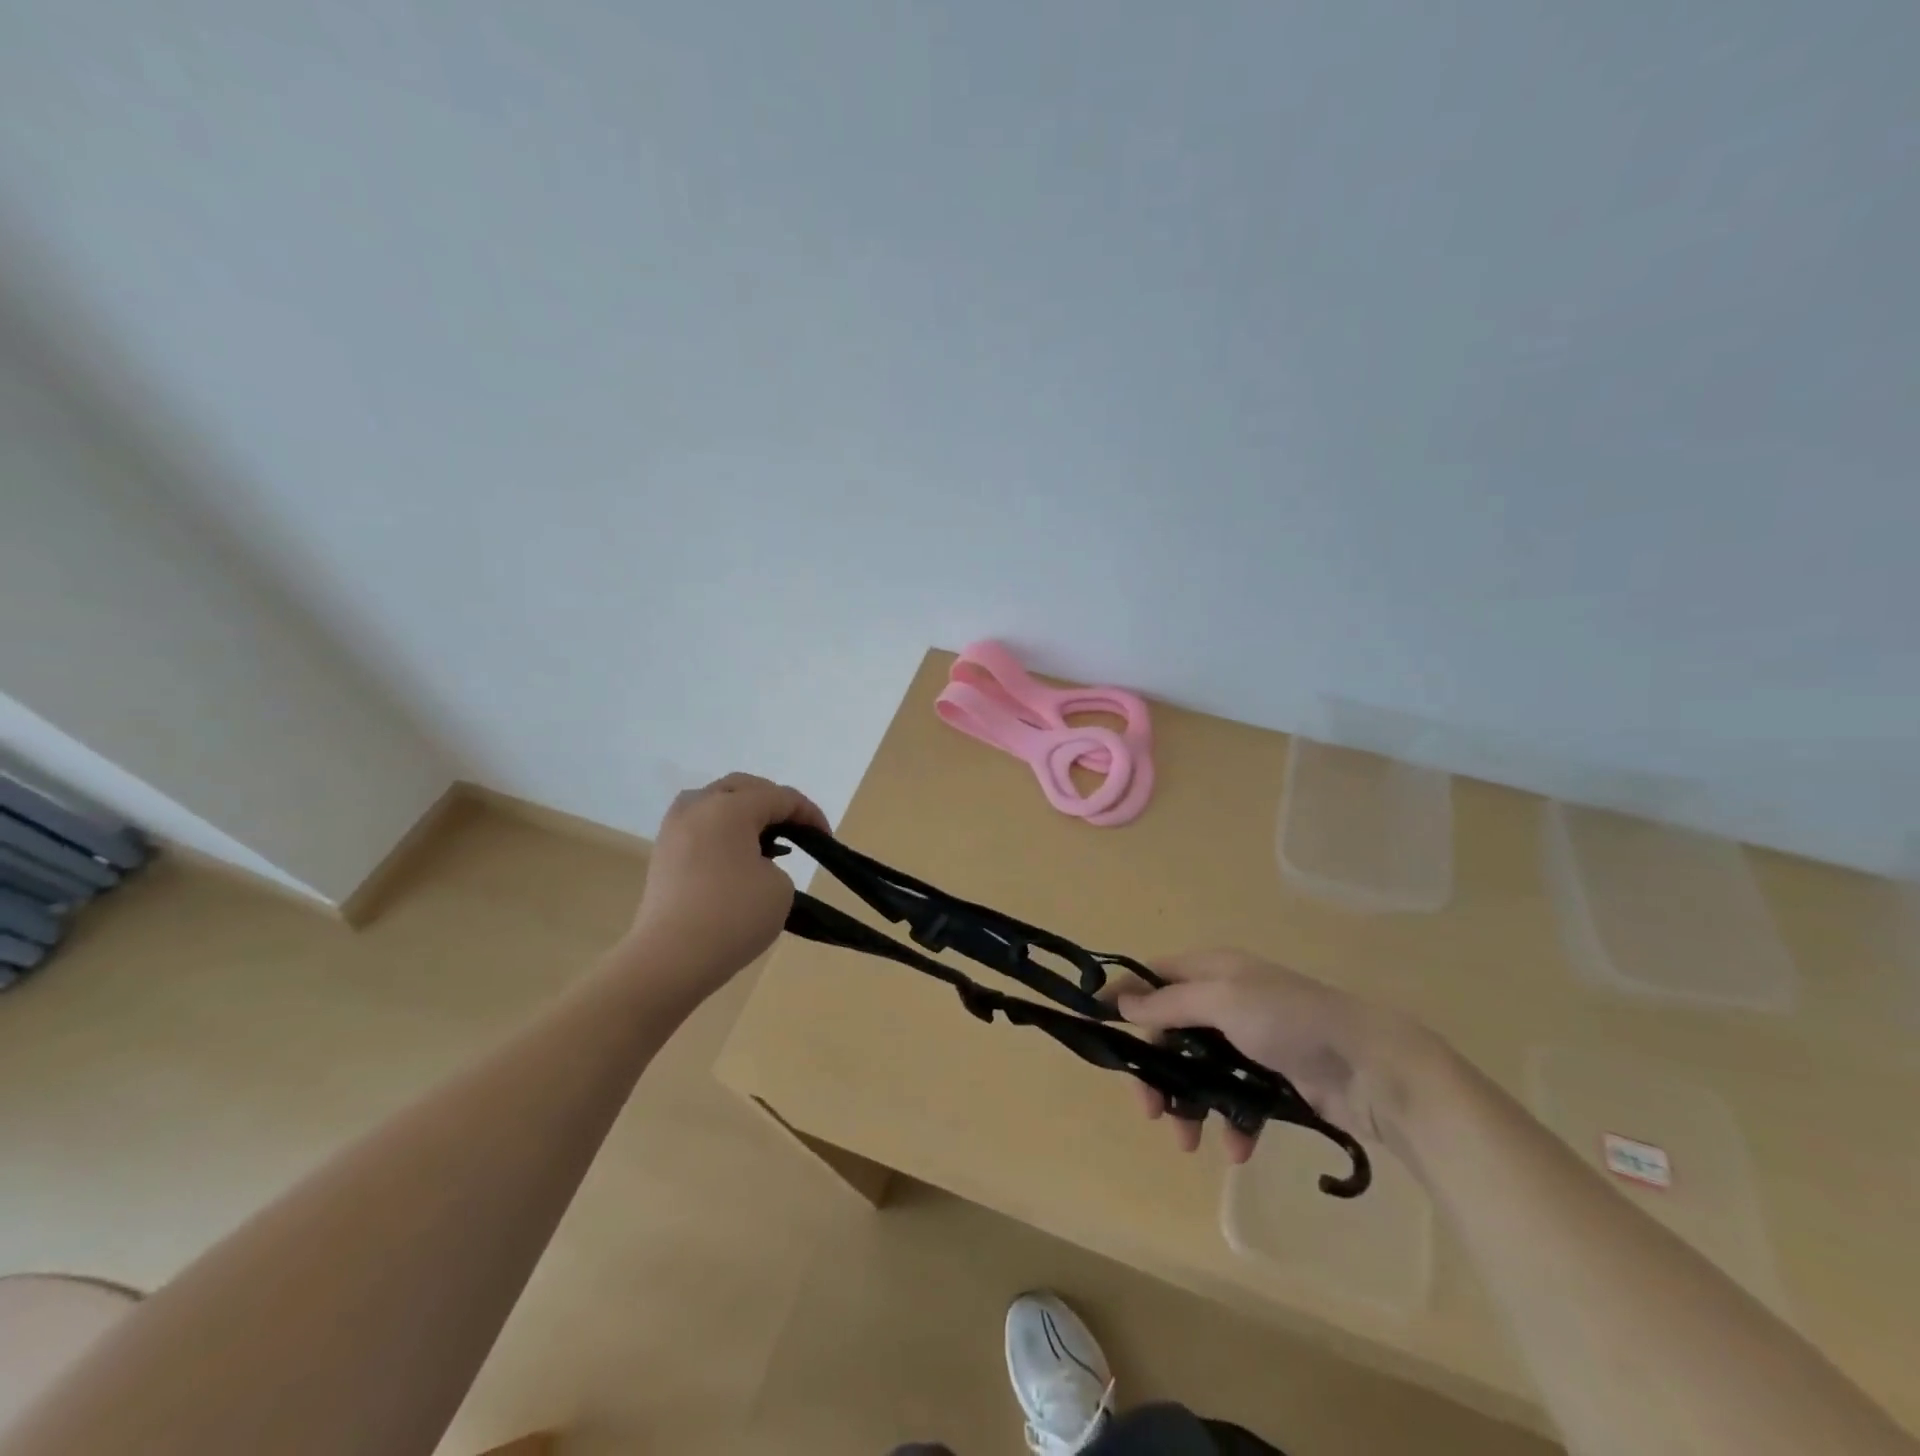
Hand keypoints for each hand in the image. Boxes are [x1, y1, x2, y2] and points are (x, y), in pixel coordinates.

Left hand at [625, 773, 829, 991]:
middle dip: (774, 802)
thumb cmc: (733, 916)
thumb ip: (775, 863)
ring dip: (744, 813)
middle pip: (743, 788)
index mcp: (730, 807)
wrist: (670, 959)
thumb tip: (753, 863)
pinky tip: (738, 856)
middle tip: (797, 828)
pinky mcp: (663, 854)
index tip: (826, 839)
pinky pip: (700, 825)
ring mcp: (674, 829)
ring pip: (715, 802)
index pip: (780, 797)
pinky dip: (723, 831)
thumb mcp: (779, 887)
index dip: (809, 813)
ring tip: (765, 840)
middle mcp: (698, 807)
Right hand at [1117, 948, 1437, 1163]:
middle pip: (1170, 1031)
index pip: (1154, 976)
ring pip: (1198, 1070)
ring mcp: (1249, 1041)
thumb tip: (1122, 1000)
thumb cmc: (1291, 1021)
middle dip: (1156, 1070)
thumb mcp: (1223, 1001)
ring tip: (1188, 1141)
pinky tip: (1236, 1148)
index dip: (1124, 997)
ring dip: (1188, 1104)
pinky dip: (1230, 1123)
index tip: (1096, 1026)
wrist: (1373, 1068)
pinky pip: (1235, 1099)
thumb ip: (1170, 1002)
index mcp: (1213, 970)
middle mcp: (1226, 1000)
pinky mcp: (1272, 1078)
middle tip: (1148, 1109)